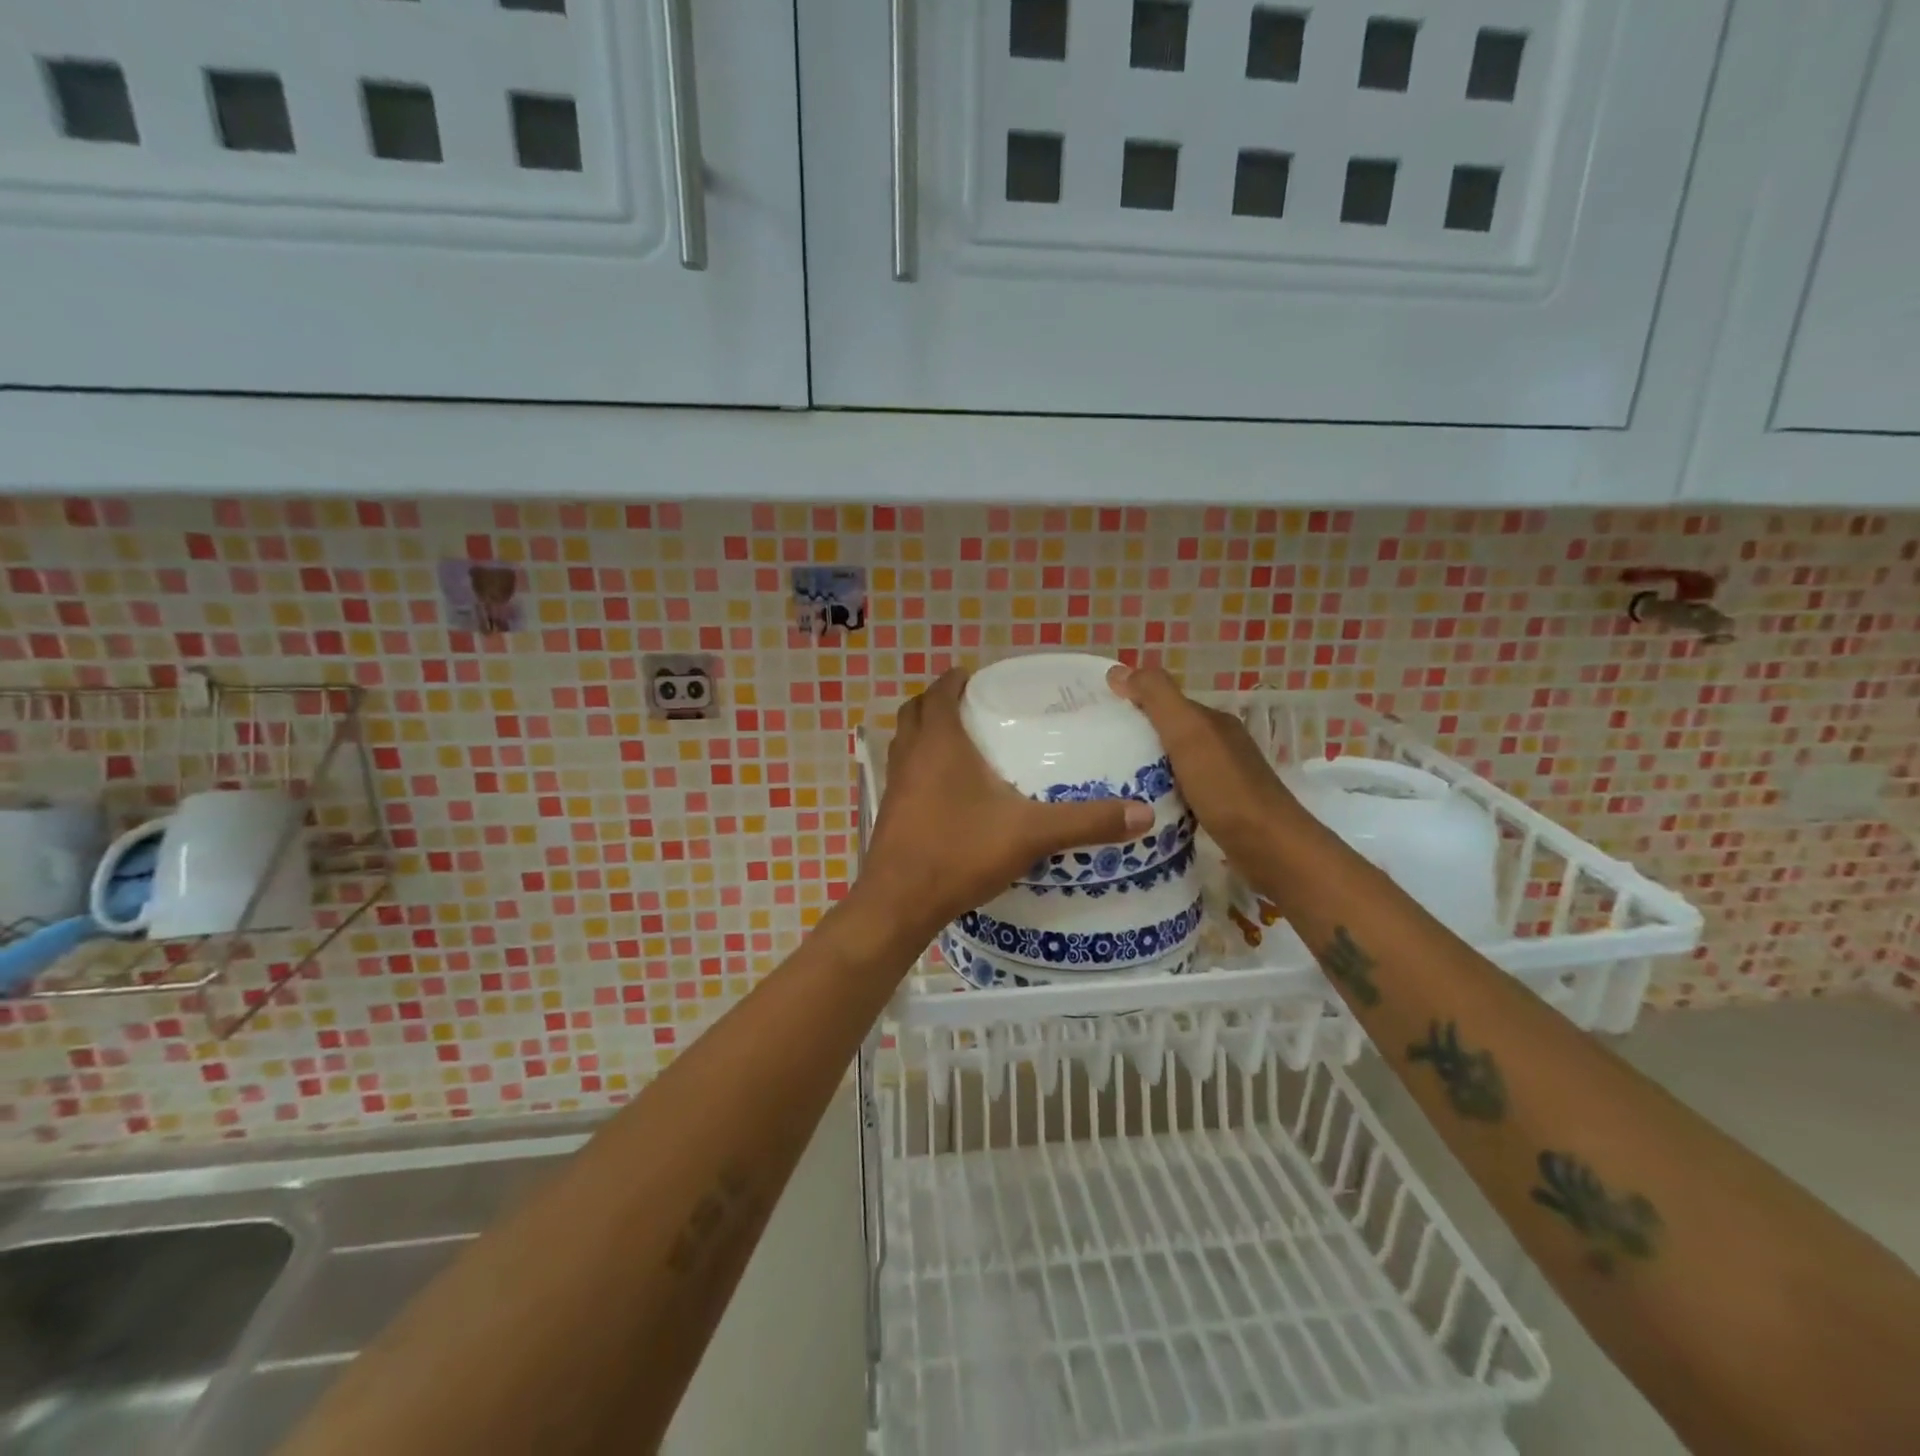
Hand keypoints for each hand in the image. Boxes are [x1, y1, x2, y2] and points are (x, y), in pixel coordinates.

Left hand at [858, 669, 1153, 940]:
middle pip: (915, 711)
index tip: (976, 677)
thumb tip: (1144, 813)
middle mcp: (910, 755)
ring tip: (960, 743)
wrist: (899, 902)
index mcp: (939, 743)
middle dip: (938, 702)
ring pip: (905, 742)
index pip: (939, 692)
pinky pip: (902, 773)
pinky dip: (919, 766)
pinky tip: (946, 791)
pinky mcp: (889, 812)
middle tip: (970, 706)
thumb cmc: (960, 852)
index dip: (955, 680)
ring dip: (925, 733)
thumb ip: (1085, 821)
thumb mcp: (1030, 834)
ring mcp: (894, 785)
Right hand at [1106, 663, 1303, 866]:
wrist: (1271, 849)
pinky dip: (1158, 792)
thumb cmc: (1225, 789)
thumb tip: (1118, 670)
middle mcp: (1219, 744)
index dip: (1132, 704)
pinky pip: (1179, 791)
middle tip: (1092, 752)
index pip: (1164, 702)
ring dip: (1144, 767)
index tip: (1094, 718)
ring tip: (1107, 781)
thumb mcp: (1188, 733)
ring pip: (1172, 763)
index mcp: (1212, 721)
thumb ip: (1157, 698)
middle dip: (1134, 736)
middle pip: (1168, 732)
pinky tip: (1139, 806)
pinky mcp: (1220, 809)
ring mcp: (1221, 778)